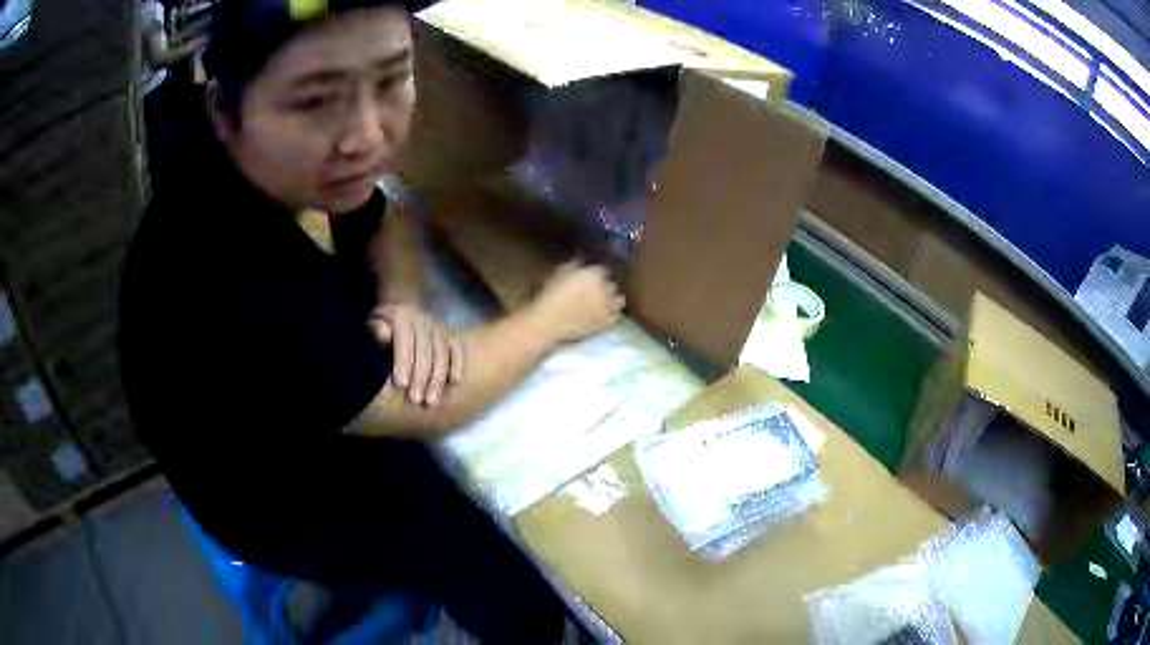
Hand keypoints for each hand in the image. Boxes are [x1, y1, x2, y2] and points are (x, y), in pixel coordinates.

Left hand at [370, 304, 463, 405]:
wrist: (398, 312)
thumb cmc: (380, 326)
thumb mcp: (372, 324)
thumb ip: (375, 330)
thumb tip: (382, 334)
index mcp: (402, 316)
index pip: (405, 339)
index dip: (403, 362)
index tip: (401, 385)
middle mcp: (422, 320)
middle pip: (425, 350)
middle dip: (421, 377)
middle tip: (415, 399)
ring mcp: (438, 327)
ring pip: (442, 353)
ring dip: (438, 378)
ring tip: (431, 400)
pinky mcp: (449, 334)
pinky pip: (457, 349)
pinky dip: (457, 365)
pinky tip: (455, 383)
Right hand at [529, 263, 624, 343]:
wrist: (548, 323)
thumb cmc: (550, 296)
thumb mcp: (560, 273)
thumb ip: (575, 265)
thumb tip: (583, 262)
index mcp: (594, 274)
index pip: (604, 269)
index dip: (598, 272)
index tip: (592, 274)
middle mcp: (606, 289)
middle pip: (613, 284)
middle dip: (606, 284)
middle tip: (596, 288)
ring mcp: (608, 307)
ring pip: (619, 300)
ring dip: (613, 298)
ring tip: (604, 301)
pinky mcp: (607, 323)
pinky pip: (617, 315)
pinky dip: (613, 313)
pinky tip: (605, 313)